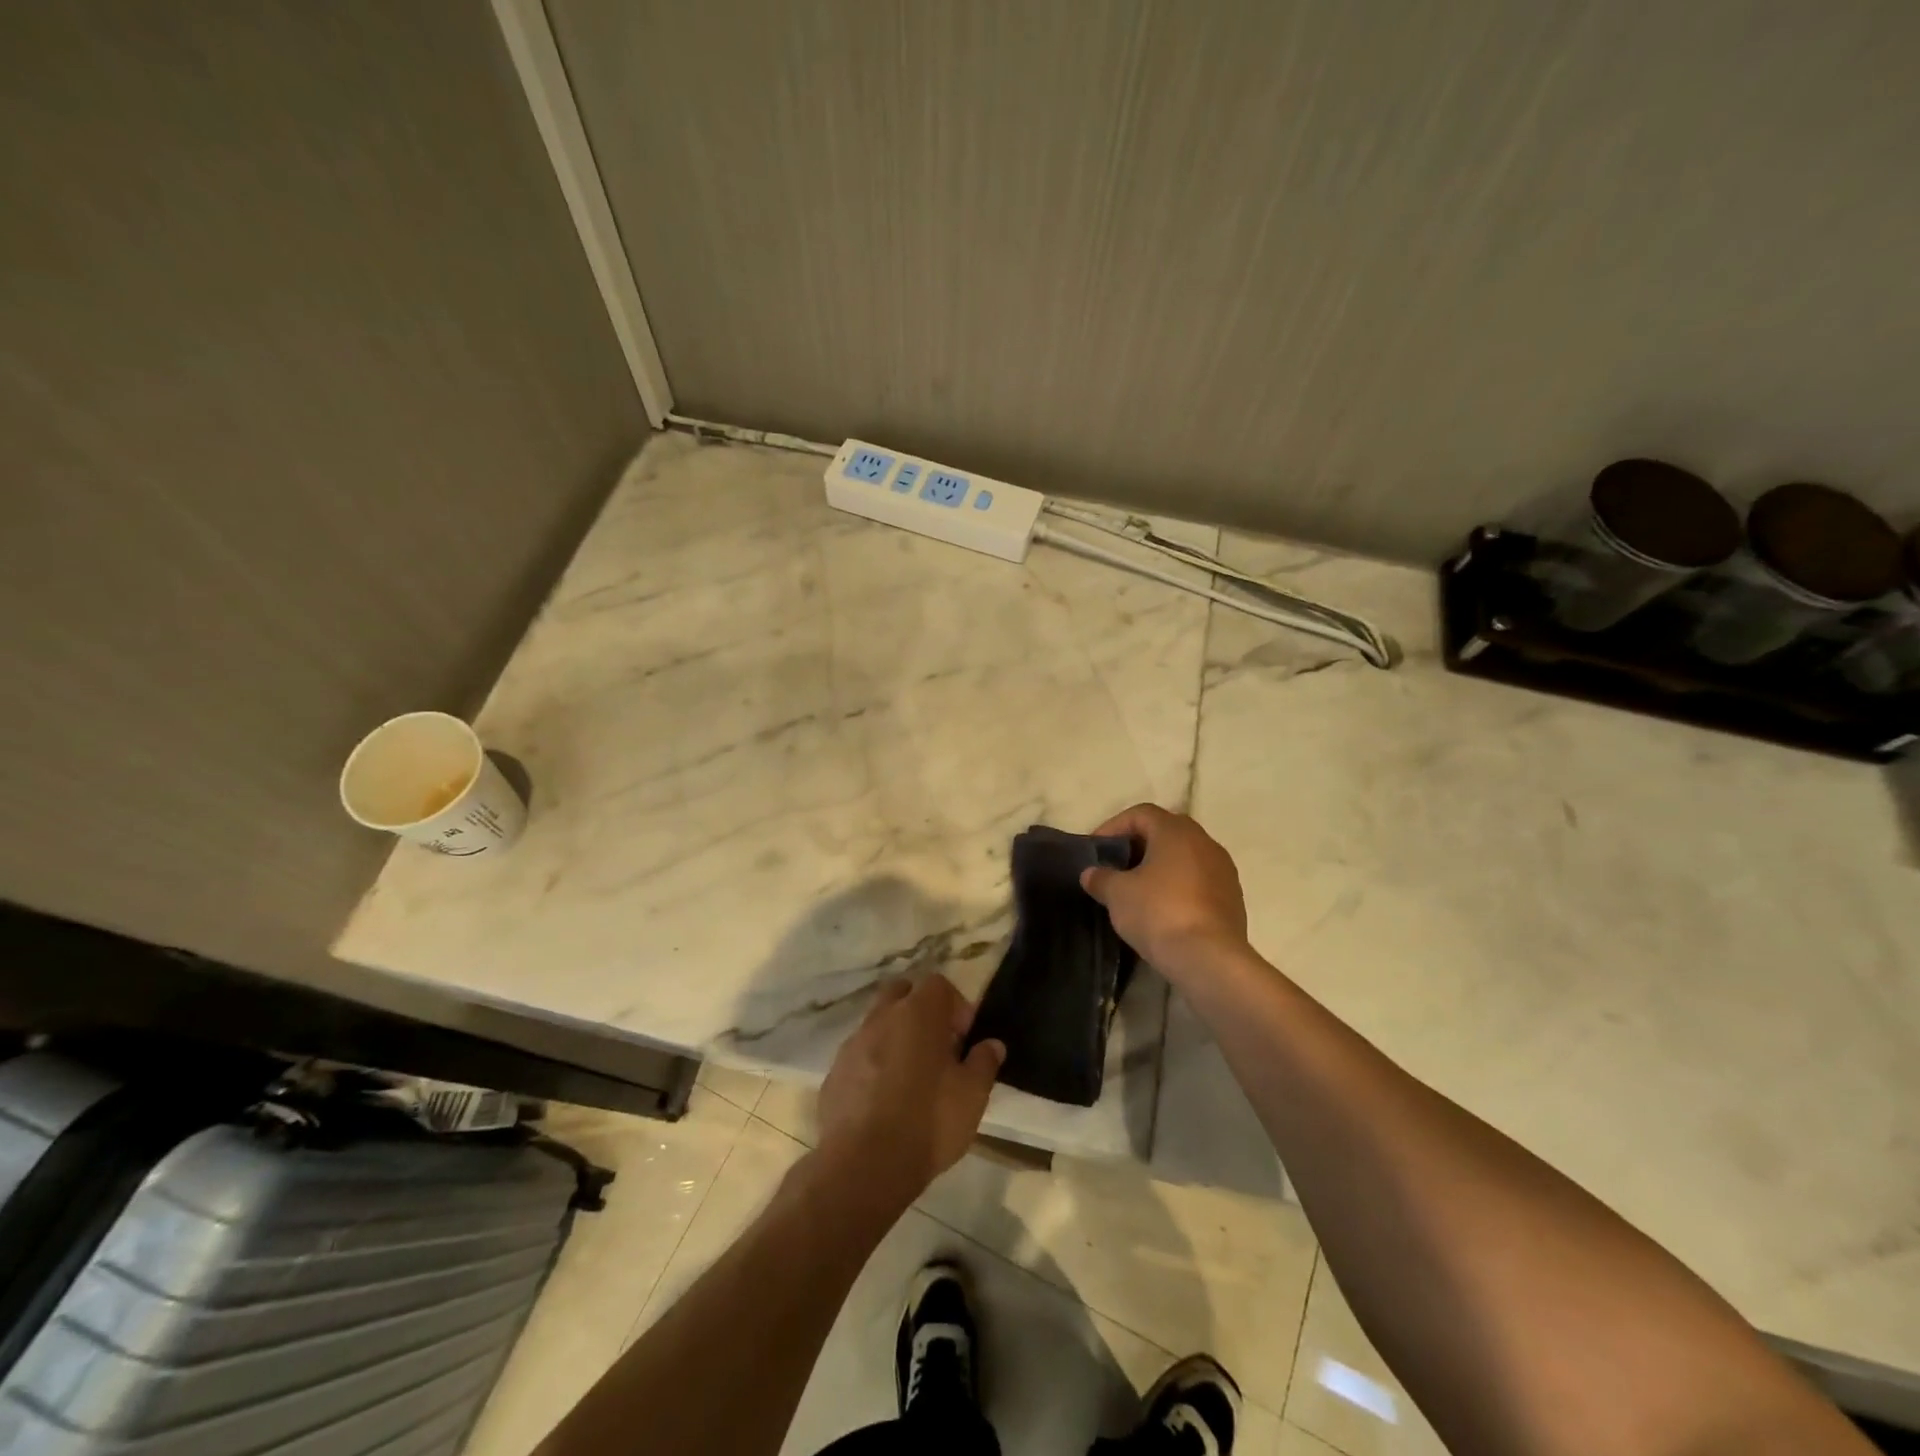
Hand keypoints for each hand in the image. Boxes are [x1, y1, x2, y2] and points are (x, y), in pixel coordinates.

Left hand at [814, 975, 1005, 1215]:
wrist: (864, 1165)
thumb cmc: (928, 1121)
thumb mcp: (972, 1095)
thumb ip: (983, 1062)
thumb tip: (992, 1044)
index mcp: (918, 1013)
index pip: (938, 984)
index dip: (955, 1005)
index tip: (964, 1039)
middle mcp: (882, 1018)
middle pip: (902, 993)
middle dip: (921, 1011)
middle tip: (937, 1047)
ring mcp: (853, 1044)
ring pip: (877, 1024)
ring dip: (895, 1039)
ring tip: (911, 1078)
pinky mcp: (834, 1073)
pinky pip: (859, 1056)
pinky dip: (873, 1066)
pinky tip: (884, 1101)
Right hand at [1080, 803, 1249, 979]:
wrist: (1209, 959)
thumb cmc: (1158, 913)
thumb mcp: (1117, 894)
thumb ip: (1101, 878)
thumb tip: (1091, 874)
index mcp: (1176, 831)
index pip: (1141, 814)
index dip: (1114, 826)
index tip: (1097, 849)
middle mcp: (1204, 842)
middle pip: (1166, 832)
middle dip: (1139, 845)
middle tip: (1117, 865)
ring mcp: (1224, 870)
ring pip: (1185, 857)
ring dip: (1161, 866)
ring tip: (1139, 889)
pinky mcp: (1233, 898)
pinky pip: (1199, 881)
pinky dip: (1179, 886)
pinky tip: (1163, 909)